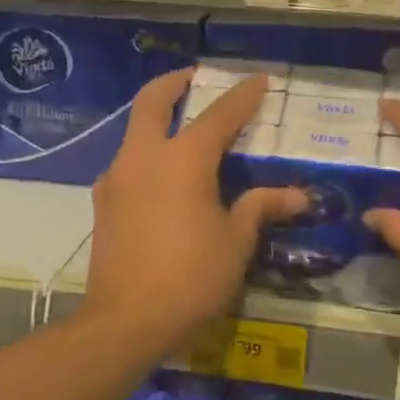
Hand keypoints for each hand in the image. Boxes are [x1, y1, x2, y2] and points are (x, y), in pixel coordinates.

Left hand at [84, 71, 304, 358]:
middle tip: (194, 78)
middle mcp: (143, 158)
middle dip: (174, 83)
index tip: (259, 80)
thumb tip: (296, 195)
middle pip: (151, 102)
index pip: (218, 115)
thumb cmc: (192, 278)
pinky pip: (127, 165)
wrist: (128, 321)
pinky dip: (146, 156)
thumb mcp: (236, 242)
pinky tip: (163, 180)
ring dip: (155, 121)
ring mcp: (116, 180)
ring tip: (182, 132)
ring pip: (133, 133)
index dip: (242, 95)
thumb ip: (261, 207)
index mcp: (183, 160)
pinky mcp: (103, 205)